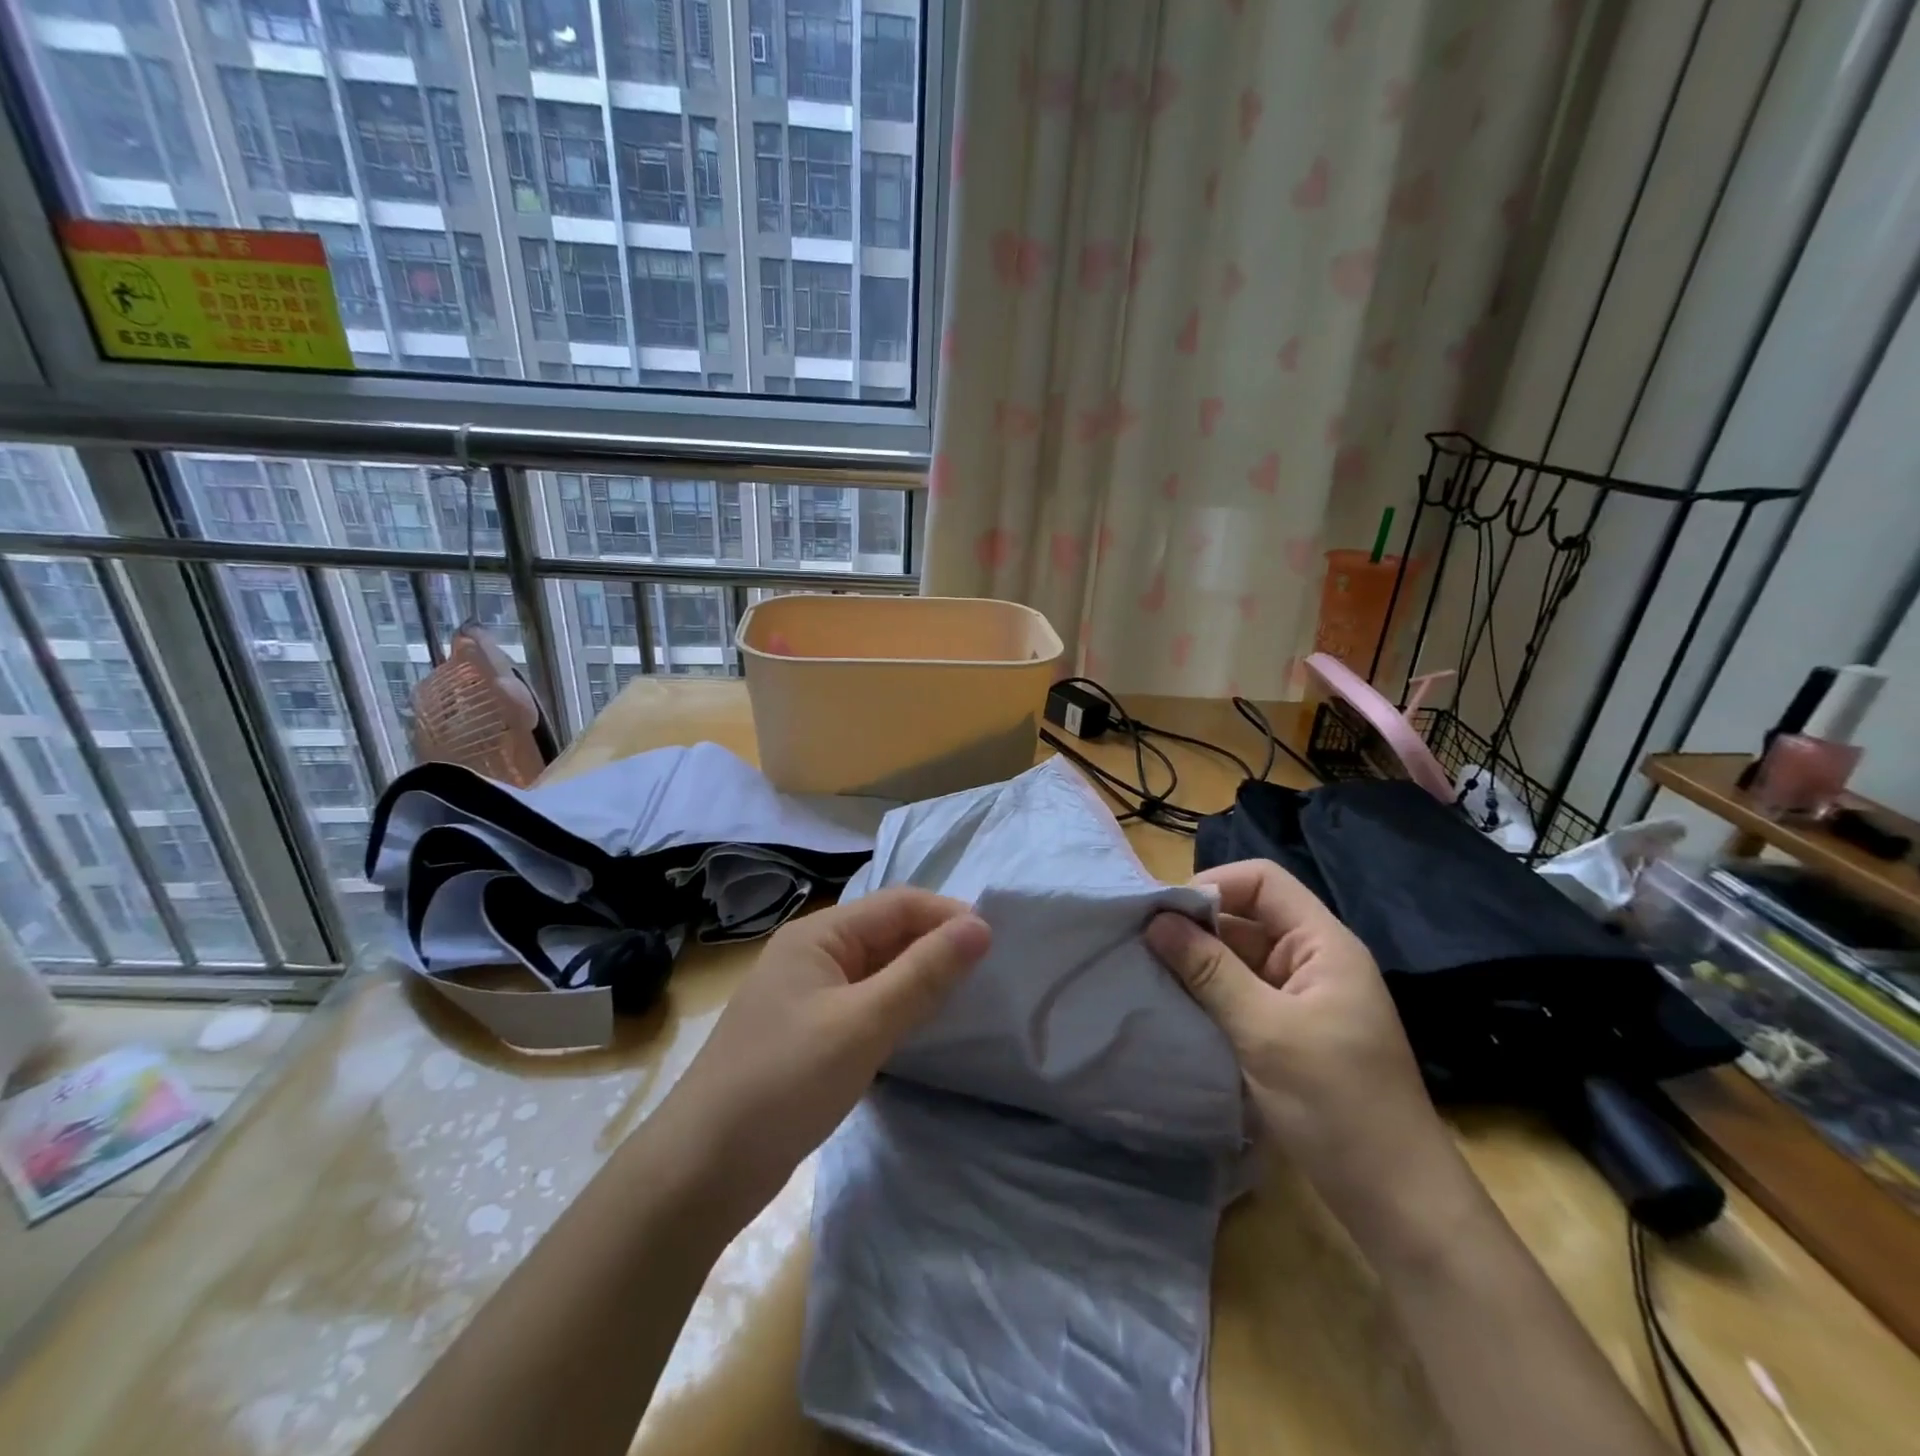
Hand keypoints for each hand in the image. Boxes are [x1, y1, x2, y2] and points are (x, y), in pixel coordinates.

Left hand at [654, 888, 990, 1221]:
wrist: (701, 1170)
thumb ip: (923, 974)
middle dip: (935, 946)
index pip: (897, 904)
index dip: (946, 915)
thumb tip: (980, 927)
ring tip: (966, 998)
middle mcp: (811, 955)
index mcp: (818, 935)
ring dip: (919, 978)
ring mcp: (807, 997)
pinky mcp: (808, 1035)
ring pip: (878, 971)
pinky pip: (864, 1005)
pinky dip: (897, 1009)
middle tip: (988, 974)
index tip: (996, 943)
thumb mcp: (862, 1025)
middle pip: (886, 933)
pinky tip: (921, 1029)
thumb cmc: (783, 1083)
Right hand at [1145, 859, 1459, 1247]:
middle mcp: (1311, 960)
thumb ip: (1210, 972)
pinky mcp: (1289, 1031)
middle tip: (1142, 946)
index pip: (1262, 881)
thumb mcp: (1266, 1032)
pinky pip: (1241, 993)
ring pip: (1238, 957)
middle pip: (1246, 916)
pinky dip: (1208, 994)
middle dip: (1196, 926)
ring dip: (1197, 963)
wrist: (1398, 1203)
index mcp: (1322, 944)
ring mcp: (1301, 998)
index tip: (1167, 916)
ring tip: (1148, 975)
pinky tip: (1174, 1008)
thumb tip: (1156, 921)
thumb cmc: (1339, 1107)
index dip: (1214, 885)